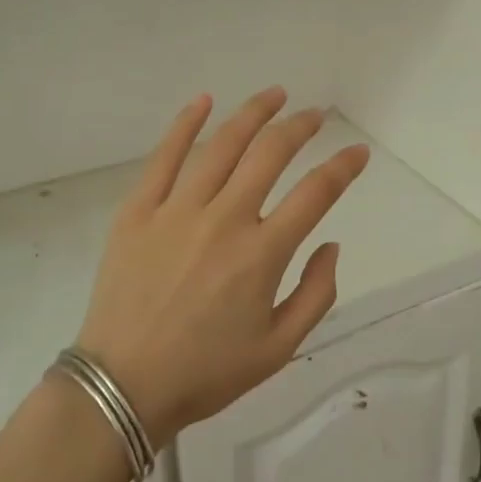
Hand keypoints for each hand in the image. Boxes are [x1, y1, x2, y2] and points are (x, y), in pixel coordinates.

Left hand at [72, 88, 369, 443]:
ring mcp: (177, 210)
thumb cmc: (206, 373)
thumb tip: (331, 244)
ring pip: (223, 145)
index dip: (343, 166)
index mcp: (262, 253)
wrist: (122, 386)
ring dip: (254, 113)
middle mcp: (225, 219)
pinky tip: (204, 101)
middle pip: (271, 153)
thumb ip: (316, 294)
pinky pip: (164, 156)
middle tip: (315, 115)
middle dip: (301, 127)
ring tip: (275, 95)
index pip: (316, 193)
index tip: (358, 153)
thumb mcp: (279, 349)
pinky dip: (185, 124)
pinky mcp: (139, 211)